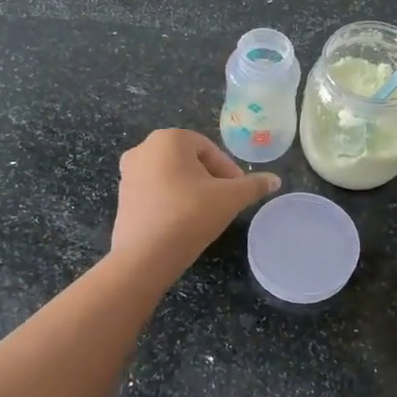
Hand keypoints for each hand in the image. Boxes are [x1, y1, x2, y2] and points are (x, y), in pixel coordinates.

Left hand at [112, 129, 280, 271]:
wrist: (145, 257)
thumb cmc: (190, 215)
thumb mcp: (230, 199)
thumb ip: (253, 186)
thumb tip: (275, 180)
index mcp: (169, 139)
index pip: (209, 149)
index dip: (228, 170)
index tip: (239, 192)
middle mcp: (143, 149)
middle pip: (189, 160)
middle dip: (210, 178)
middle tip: (225, 201)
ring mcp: (128, 173)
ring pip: (171, 175)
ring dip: (190, 189)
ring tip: (206, 213)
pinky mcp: (122, 197)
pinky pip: (155, 191)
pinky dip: (171, 200)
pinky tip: (183, 222)